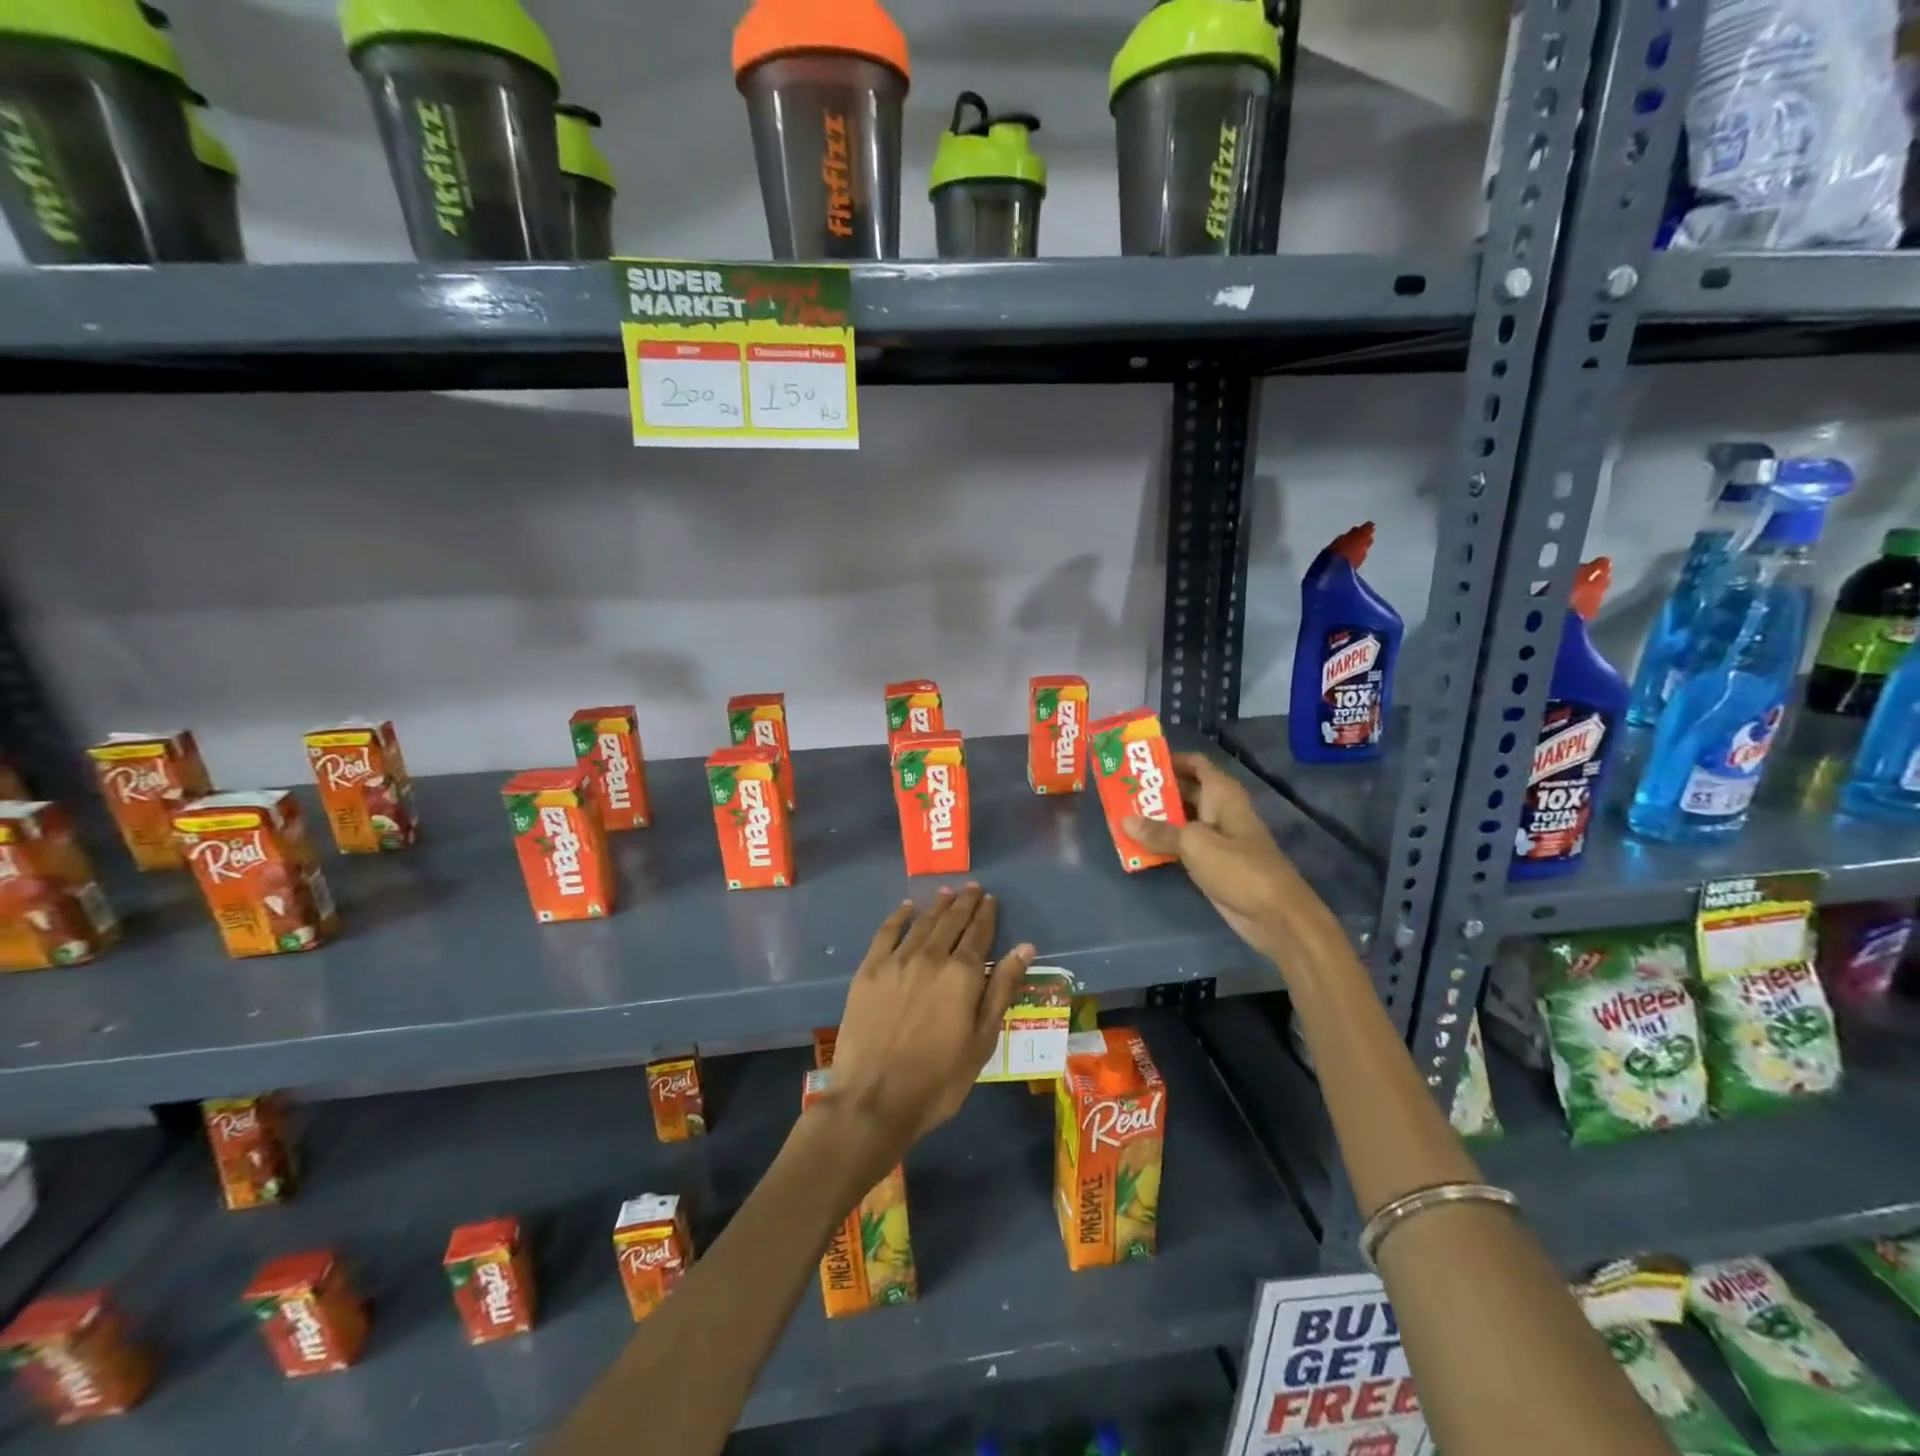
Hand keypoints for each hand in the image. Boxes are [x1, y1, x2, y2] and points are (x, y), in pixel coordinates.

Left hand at [821, 886, 1034, 1176]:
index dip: (986, 914)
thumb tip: (1025, 948)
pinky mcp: (869, 970)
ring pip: (922, 922)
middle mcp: (931, 956)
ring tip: (947, 893)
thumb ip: (1002, 990)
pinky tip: (906, 908)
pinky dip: (899, 916)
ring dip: (937, 906)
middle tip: (972, 888)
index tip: (991, 899)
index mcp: (962, 974)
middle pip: (951, 921)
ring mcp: (896, 960)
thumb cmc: (938, 1079)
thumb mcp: (982, 1040)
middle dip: (964, 903)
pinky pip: (886, 932)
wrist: (874, 1099)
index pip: (979, 933)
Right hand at [1122, 753, 1340, 966]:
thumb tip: (1124, 820)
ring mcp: (1216, 838)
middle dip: (1155, 790)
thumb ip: (1159, 832)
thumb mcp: (1195, 844)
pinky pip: (1182, 845)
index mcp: (1222, 794)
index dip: (1169, 759)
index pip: (1195, 764)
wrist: (1275, 915)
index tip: (1138, 762)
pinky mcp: (1212, 862)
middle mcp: (1219, 810)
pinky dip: (1162, 843)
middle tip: (1121, 790)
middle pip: (1184, 790)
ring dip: (1155, 818)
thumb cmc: (1238, 868)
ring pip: (1181, 819)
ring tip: (1122, 814)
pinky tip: (1137, 845)